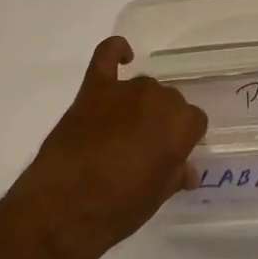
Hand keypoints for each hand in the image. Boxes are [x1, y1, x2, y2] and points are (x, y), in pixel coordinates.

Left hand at [4, 37, 209, 258]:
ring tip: (124, 131)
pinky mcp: (93, 89)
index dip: (183, 139)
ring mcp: (124, 90)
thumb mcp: (157, 197)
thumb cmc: (118, 208)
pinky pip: (107, 56)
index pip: (194, 121)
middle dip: (162, 122)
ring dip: (139, 105)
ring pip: (143, 87)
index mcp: (180, 125)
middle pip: (169, 102)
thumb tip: (186, 169)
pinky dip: (116, 50)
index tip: (171, 156)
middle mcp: (157, 99)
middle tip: (145, 149)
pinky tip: (123, 55)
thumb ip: (174, 174)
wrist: (63, 207)